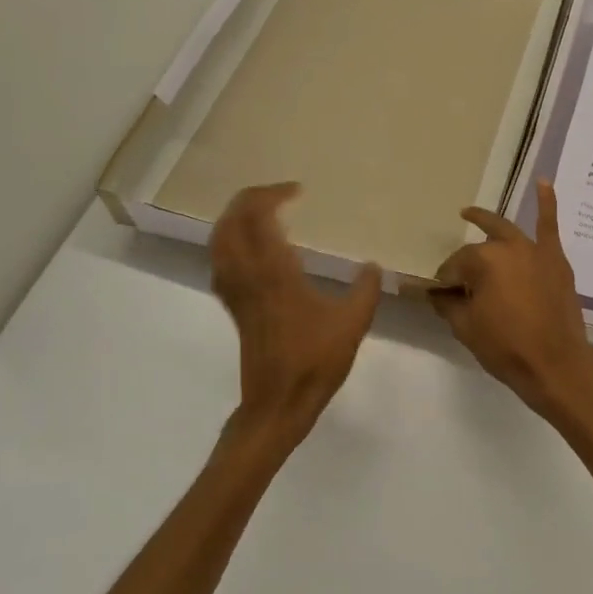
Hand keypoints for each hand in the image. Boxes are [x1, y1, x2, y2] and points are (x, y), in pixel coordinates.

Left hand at [210, 182, 381, 457]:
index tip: (298, 190)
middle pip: (230, 222)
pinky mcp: (234, 307)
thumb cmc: (315, 361)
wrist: (278, 402)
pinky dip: (230, 243)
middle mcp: (248, 275)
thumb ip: (366, 289)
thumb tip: (373, 266)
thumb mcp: (353, 323)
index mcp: (274, 273)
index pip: (259, 217)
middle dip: (249, 199)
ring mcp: (236, 292)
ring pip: (219, 241)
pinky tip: (250, 249)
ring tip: (260, 212)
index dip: (273, 195)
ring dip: (235, 218)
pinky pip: (221, 263)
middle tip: (277, 193)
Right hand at [431, 180, 592, 420]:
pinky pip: (550, 225)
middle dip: (463, 260)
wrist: (556, 365)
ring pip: (506, 232)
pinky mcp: (556, 260)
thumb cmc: (506, 347)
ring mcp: (535, 251)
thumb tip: (437, 293)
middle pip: (477, 249)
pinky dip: (547, 202)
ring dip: (487, 224)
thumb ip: (448, 305)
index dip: (446, 283)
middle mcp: (508, 247)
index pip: (454, 266)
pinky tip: (544, 182)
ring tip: (468, 213)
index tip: (441, 297)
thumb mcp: (466, 328)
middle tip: (453, 275)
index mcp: (483, 260)